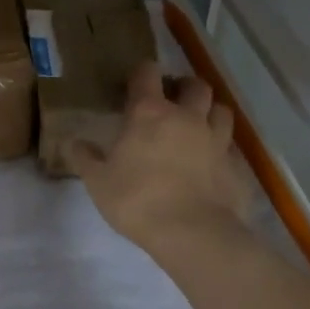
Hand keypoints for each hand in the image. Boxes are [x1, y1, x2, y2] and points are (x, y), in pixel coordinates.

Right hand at [71, 63, 254, 251]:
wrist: (193, 235)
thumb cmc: (138, 200)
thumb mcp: (98, 182)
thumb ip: (85, 158)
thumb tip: (73, 142)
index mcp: (149, 112)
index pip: (148, 72)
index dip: (143, 72)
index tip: (136, 83)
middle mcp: (186, 117)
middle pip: (196, 85)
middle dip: (185, 88)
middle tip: (174, 102)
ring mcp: (216, 141)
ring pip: (222, 111)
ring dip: (210, 113)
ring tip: (199, 126)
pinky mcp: (237, 167)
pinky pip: (232, 148)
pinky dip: (224, 149)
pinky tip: (214, 163)